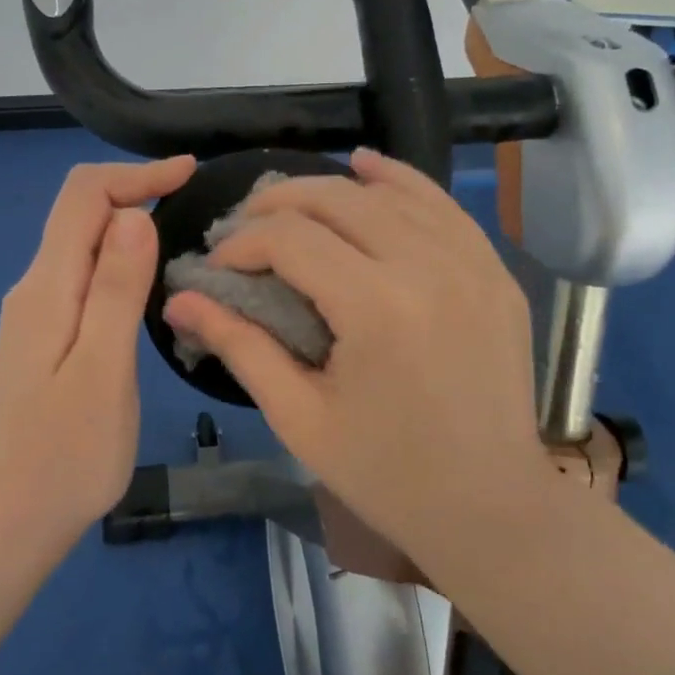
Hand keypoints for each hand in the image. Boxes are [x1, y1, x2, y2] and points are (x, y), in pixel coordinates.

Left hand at [0, 157, 195, 546]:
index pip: (83, 196)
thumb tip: (134, 214)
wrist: (5, 522)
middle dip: (136, 192)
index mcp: (46, 287)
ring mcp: (34, 314)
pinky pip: (82, 276)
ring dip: (129, 226)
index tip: (189, 174)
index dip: (136, 173)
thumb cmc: (64, 456)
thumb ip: (115, 288)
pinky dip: (119, 261)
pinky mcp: (43, 338)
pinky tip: (149, 284)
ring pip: (82, 244)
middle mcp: (33, 288)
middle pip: (80, 213)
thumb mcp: (102, 369)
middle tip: (198, 204)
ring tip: (185, 238)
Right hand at [162, 148, 556, 563]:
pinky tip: (366, 167)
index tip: (218, 265)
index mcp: (376, 308)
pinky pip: (441, 205)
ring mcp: (471, 263)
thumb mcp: (300, 417)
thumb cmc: (387, 474)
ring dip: (329, 189)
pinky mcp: (494, 271)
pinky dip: (399, 180)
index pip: (290, 239)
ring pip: (387, 193)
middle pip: (335, 200)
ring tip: (288, 205)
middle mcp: (427, 267)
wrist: (494, 507)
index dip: (242, 243)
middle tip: (243, 228)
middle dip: (276, 205)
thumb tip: (179, 300)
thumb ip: (239, 346)